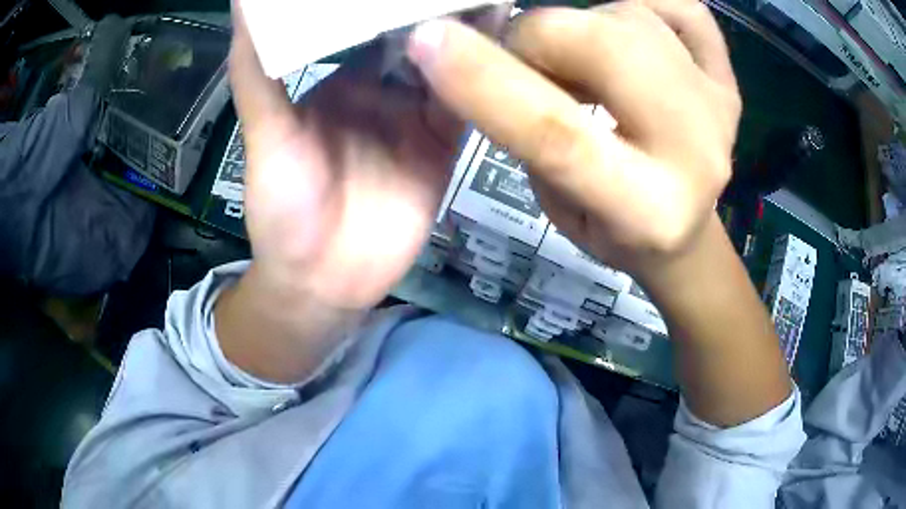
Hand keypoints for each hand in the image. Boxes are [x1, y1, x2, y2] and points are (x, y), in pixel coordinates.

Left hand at [229, 6, 461, 310]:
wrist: (324, 283)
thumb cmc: (283, 209)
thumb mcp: (265, 134)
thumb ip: (257, 71)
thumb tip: (243, 5)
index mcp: (340, 78)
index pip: (368, 22)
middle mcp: (382, 89)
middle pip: (417, 37)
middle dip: (439, 8)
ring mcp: (416, 115)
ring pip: (450, 62)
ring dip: (470, 32)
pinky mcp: (443, 144)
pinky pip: (468, 103)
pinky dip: (486, 75)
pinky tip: (506, 46)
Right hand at [407, 0, 740, 281]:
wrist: (685, 232)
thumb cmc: (611, 228)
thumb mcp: (557, 204)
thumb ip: (531, 132)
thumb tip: (499, 53)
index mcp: (645, 211)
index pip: (557, 133)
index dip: (485, 80)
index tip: (427, 40)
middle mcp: (696, 154)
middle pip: (607, 47)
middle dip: (540, 37)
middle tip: (529, 59)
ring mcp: (720, 109)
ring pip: (633, 18)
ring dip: (585, 28)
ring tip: (587, 66)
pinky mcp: (728, 80)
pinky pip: (680, 6)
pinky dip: (641, 7)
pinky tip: (634, 41)